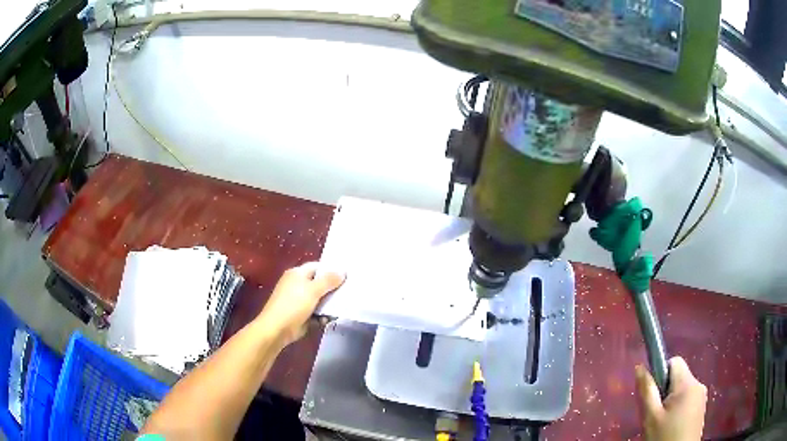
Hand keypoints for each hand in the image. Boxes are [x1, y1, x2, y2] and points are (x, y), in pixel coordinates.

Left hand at [256, 262, 344, 346]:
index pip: (317, 266)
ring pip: (319, 299)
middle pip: (319, 283)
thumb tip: (343, 271)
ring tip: (343, 307)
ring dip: (329, 305)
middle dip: (333, 289)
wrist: (277, 329)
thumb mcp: (313, 290)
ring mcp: (299, 301)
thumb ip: (329, 280)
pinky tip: (328, 319)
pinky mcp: (301, 315)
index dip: (331, 270)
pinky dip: (322, 316)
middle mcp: (297, 285)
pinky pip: (316, 312)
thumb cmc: (294, 305)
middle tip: (349, 291)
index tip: (347, 275)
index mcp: (297, 274)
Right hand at [636, 357, 706, 440]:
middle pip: (678, 377)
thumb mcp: (650, 417)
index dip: (660, 373)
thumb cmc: (663, 437)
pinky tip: (672, 425)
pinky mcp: (702, 407)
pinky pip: (688, 398)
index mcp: (687, 383)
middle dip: (665, 391)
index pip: (674, 362)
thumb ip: (647, 391)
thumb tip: (640, 367)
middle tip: (655, 414)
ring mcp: (702, 396)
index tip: (653, 395)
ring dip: (671, 401)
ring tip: (662, 422)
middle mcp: (698, 384)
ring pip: (682, 389)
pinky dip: (678, 407)